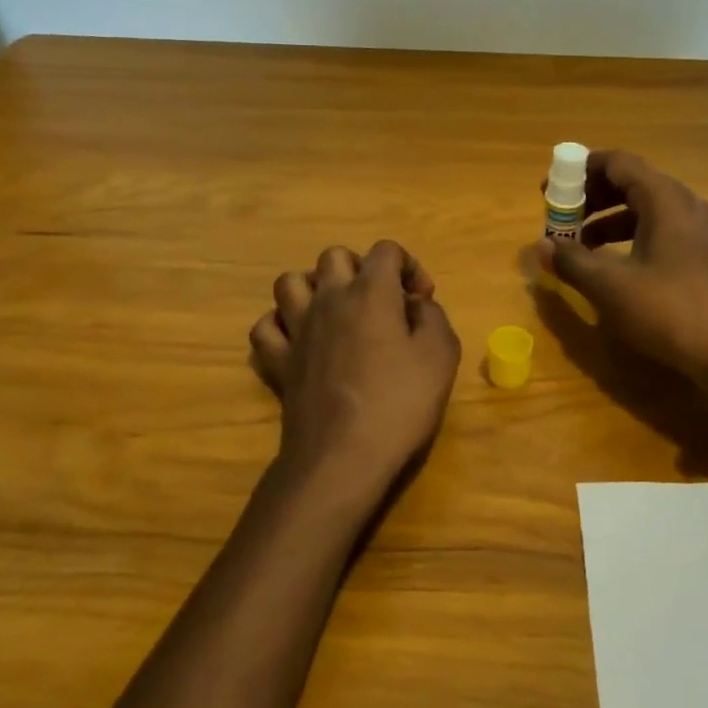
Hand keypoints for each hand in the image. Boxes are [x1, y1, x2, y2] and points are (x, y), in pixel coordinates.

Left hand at [250, 240, 460, 517]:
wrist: (343, 457)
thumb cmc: (400, 403)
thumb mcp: (441, 356)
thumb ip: (433, 316)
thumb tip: (416, 305)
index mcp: (371, 292)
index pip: (386, 250)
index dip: (409, 266)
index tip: (421, 300)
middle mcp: (328, 299)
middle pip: (335, 257)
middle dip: (361, 269)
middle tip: (381, 302)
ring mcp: (296, 329)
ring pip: (290, 282)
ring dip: (314, 288)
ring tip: (335, 312)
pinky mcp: (277, 361)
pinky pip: (266, 327)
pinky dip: (281, 326)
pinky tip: (300, 340)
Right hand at [539, 151, 707, 390]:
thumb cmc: (670, 311)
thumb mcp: (611, 287)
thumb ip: (572, 261)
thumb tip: (541, 245)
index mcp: (664, 199)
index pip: (618, 162)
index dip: (580, 170)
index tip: (551, 189)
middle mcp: (684, 205)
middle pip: (631, 182)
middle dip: (591, 196)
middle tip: (561, 216)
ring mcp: (698, 230)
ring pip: (645, 208)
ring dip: (608, 219)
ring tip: (578, 244)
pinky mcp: (703, 255)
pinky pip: (659, 229)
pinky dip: (630, 237)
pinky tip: (612, 264)